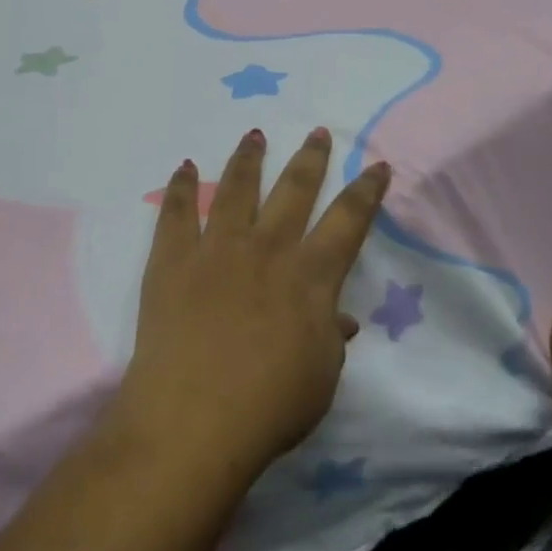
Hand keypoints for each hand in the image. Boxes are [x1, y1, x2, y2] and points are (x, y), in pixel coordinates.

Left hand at [117, 128, 390, 474]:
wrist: (194, 419)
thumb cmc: (270, 406)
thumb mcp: (320, 377)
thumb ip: (330, 338)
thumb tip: (339, 317)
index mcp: (311, 277)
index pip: (349, 221)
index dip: (366, 191)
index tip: (378, 165)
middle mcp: (267, 249)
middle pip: (294, 190)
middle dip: (310, 158)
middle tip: (318, 131)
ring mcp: (217, 248)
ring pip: (237, 188)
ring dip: (248, 158)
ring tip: (255, 134)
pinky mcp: (173, 258)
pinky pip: (178, 211)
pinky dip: (182, 186)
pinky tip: (185, 166)